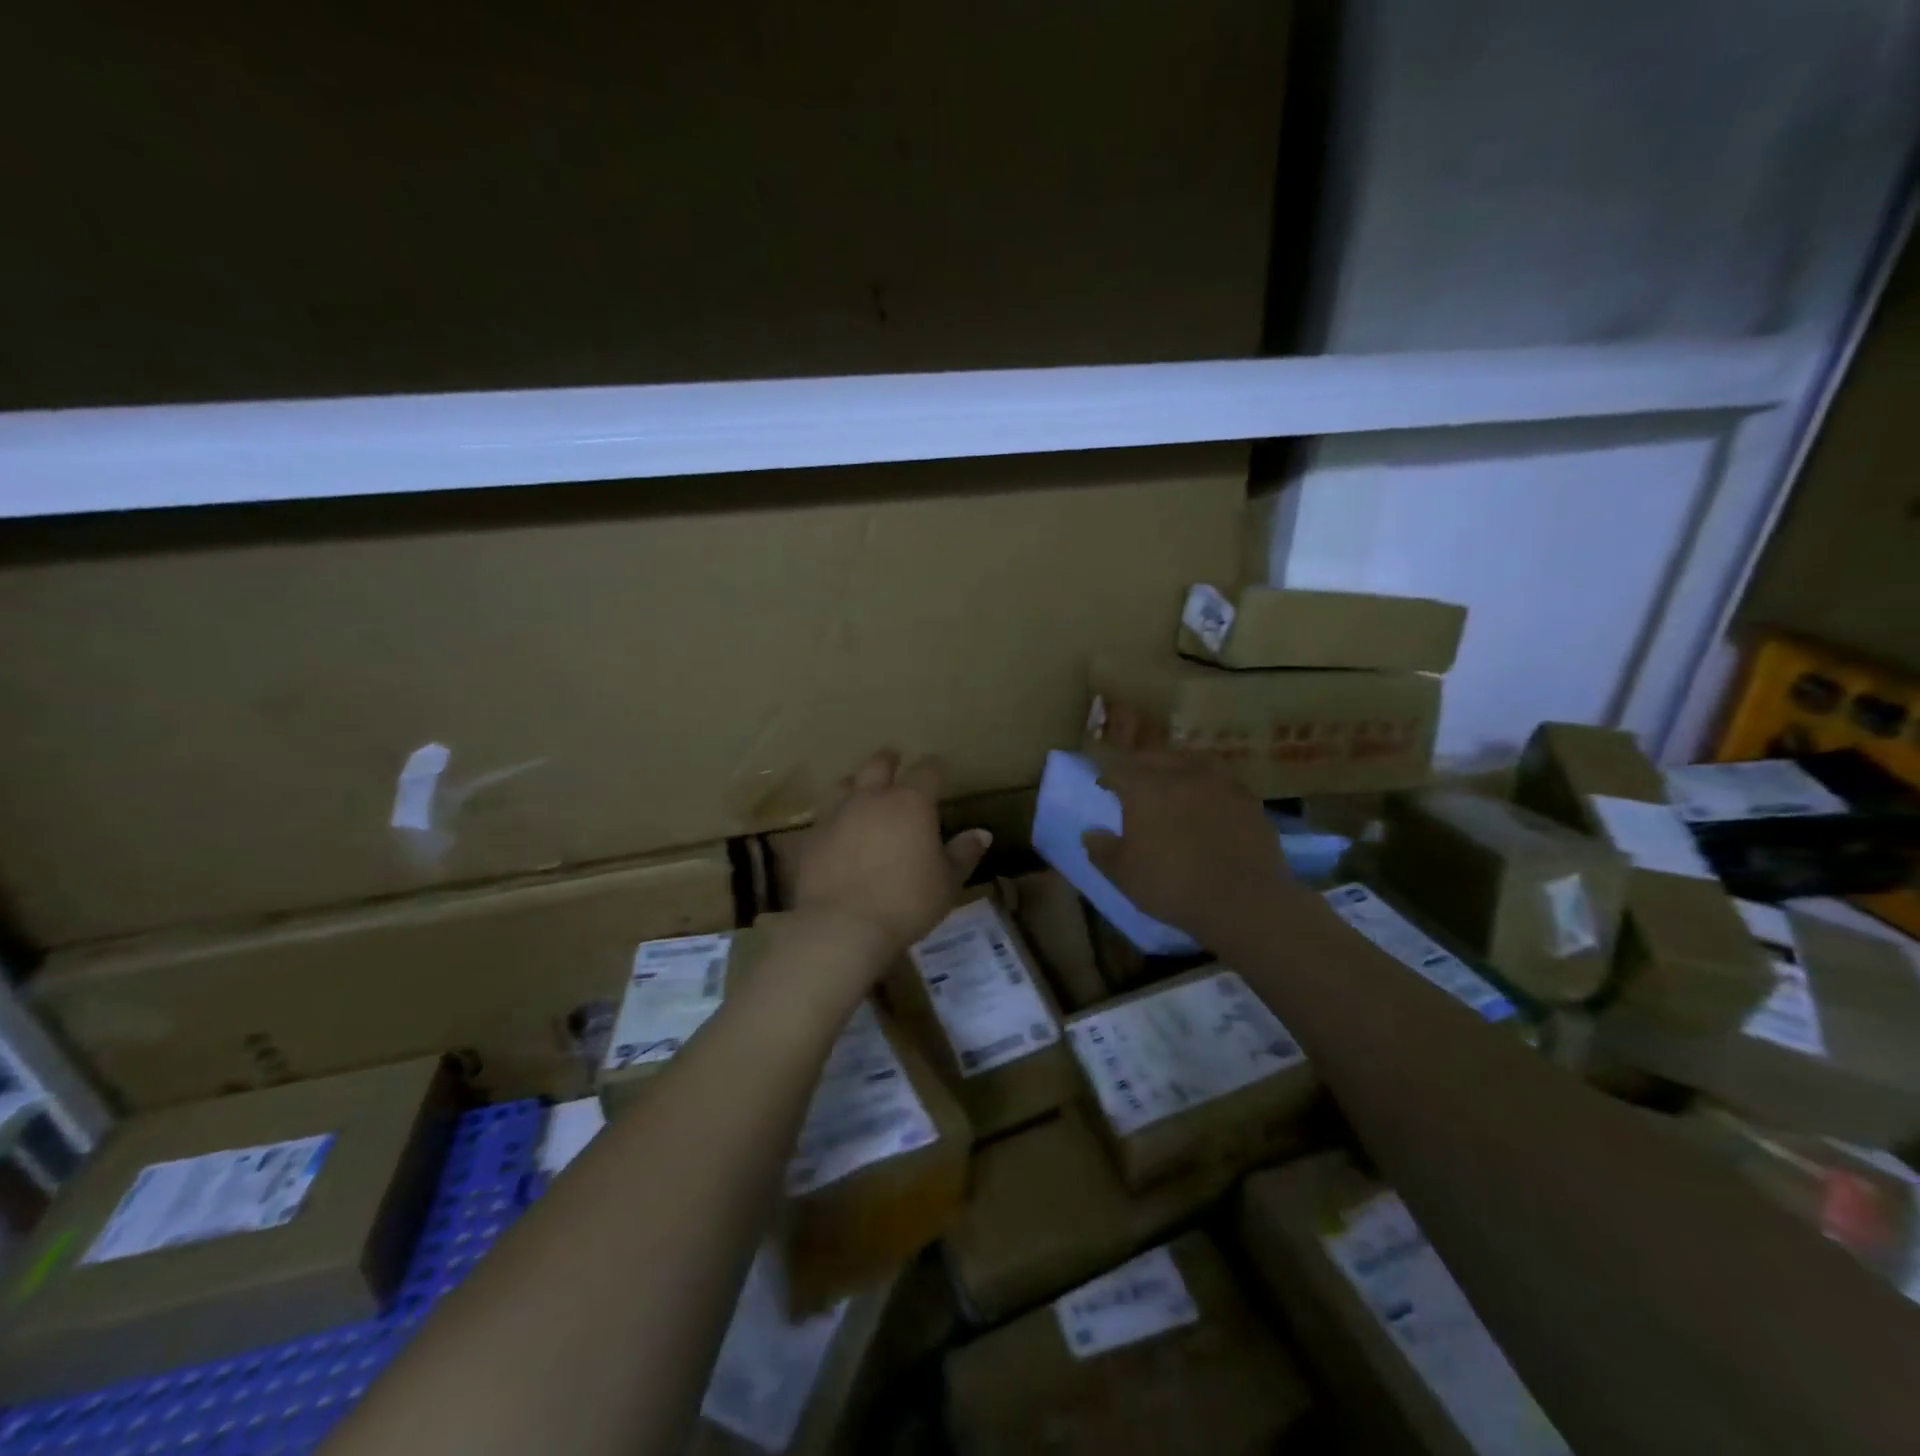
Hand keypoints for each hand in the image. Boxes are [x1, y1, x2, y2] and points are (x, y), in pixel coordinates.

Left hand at [790, 751, 991, 958]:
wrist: (843, 926)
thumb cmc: (906, 902)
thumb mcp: (947, 883)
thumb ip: (963, 854)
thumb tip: (982, 833)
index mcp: (912, 803)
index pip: (928, 770)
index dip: (936, 768)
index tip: (940, 769)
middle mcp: (872, 798)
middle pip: (878, 764)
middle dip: (890, 760)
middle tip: (895, 760)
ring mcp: (838, 814)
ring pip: (845, 783)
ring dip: (856, 783)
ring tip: (861, 790)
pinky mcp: (812, 837)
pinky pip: (824, 816)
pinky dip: (835, 816)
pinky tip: (838, 830)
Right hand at [1082, 752, 1291, 939]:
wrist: (1244, 901)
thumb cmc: (1173, 885)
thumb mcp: (1124, 874)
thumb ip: (1102, 850)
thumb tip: (1089, 833)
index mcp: (1144, 787)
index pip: (1118, 768)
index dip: (1108, 775)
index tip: (1104, 786)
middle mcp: (1181, 773)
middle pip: (1154, 757)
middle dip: (1139, 766)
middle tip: (1134, 781)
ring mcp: (1219, 782)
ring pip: (1190, 761)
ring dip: (1175, 768)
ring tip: (1171, 783)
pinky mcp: (1248, 799)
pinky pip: (1220, 781)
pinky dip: (1207, 786)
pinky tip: (1207, 802)